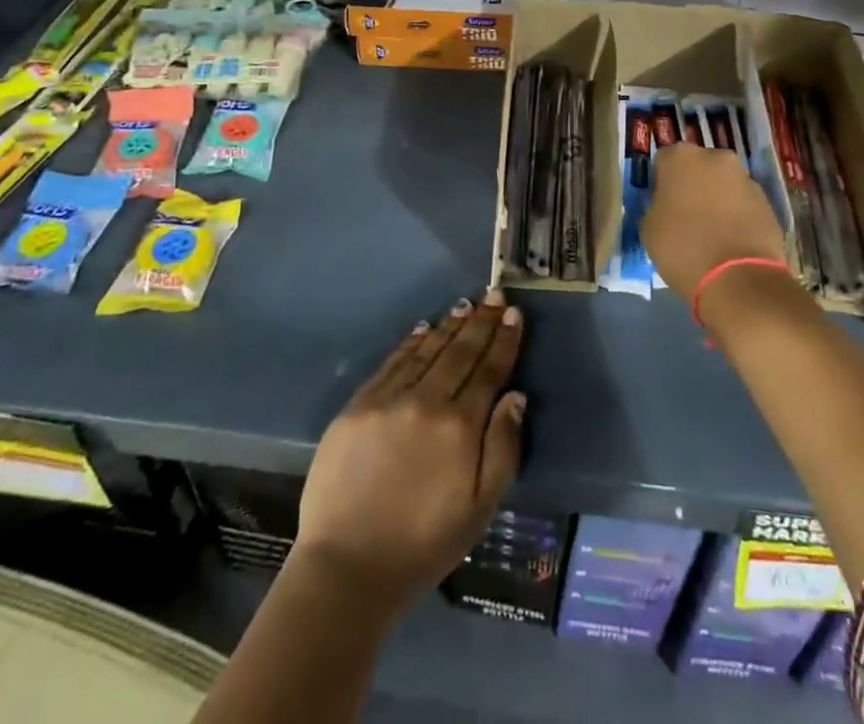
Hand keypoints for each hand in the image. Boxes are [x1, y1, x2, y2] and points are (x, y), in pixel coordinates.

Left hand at [294, 292, 525, 613]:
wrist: (348, 567)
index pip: (489, 371)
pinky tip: (423, 329)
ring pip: (427, 351)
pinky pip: (392, 362)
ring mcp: (389, 399)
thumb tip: (515, 395)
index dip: (504, 340)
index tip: (513, 313)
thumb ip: (503, 447)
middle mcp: (427, 401)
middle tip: (494, 295)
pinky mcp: (358, 405)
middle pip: (460, 352)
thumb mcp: (481, 508)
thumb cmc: (424, 543)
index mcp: (460, 427)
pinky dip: (412, 342)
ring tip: (465, 306)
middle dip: (481, 322)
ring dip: (449, 326)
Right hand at [641, 143, 787, 303]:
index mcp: (681, 157)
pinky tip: (731, 240)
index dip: (661, 183)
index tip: (661, 204)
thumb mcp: (649, 228)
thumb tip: (667, 205)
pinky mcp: (767, 201)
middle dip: (692, 185)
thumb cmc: (683, 249)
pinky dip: (736, 214)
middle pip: (697, 166)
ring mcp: (745, 177)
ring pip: (723, 183)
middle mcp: (715, 157)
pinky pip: (743, 202)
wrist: (738, 279)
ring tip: (711, 231)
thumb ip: (656, 205)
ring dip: (716, 198)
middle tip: (686, 215)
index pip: (664, 161)